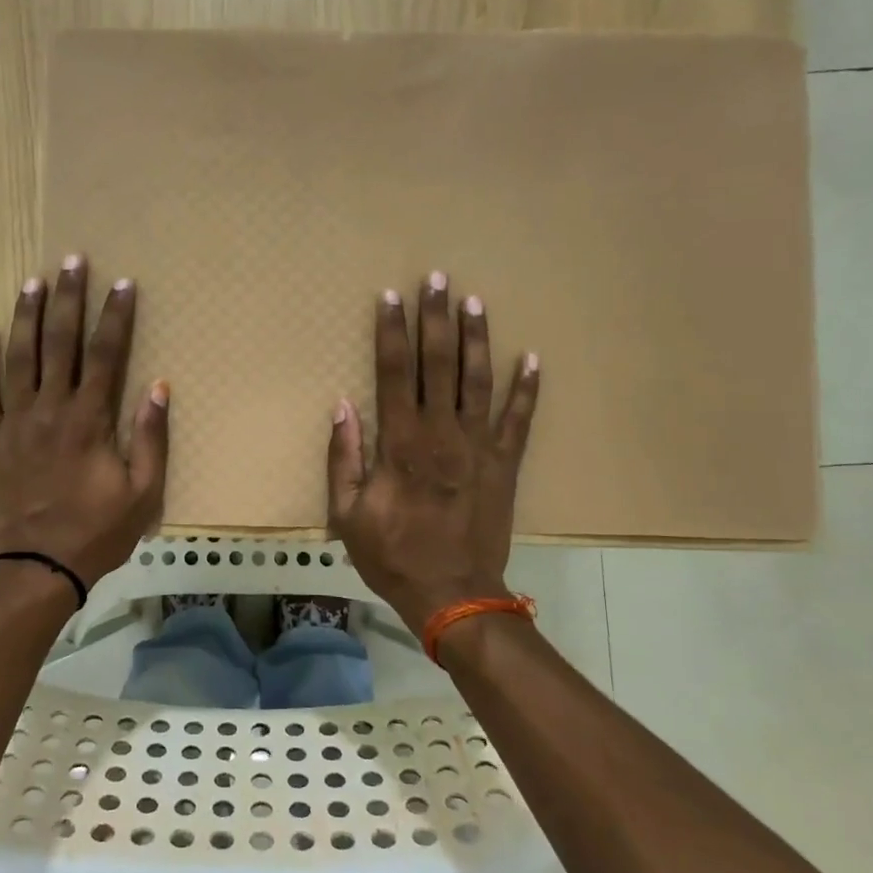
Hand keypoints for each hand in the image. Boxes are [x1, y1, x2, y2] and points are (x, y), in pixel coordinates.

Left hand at [0, 255, 169, 589]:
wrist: (39, 566)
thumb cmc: (97, 531)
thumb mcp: (143, 492)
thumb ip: (150, 437)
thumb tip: (159, 386)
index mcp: (89, 420)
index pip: (106, 355)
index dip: (115, 316)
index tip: (123, 283)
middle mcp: (50, 410)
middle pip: (59, 343)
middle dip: (68, 299)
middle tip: (72, 261)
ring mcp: (14, 422)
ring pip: (18, 358)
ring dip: (26, 317)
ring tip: (33, 282)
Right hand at [327, 272, 539, 634]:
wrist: (452, 594)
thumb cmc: (392, 554)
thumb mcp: (347, 514)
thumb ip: (344, 458)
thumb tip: (342, 406)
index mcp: (401, 443)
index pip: (394, 373)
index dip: (391, 332)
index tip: (390, 297)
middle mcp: (442, 433)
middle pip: (439, 364)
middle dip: (436, 319)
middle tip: (437, 279)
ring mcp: (479, 446)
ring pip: (478, 380)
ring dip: (476, 338)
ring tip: (474, 301)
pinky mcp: (506, 464)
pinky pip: (519, 419)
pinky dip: (526, 388)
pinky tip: (531, 357)